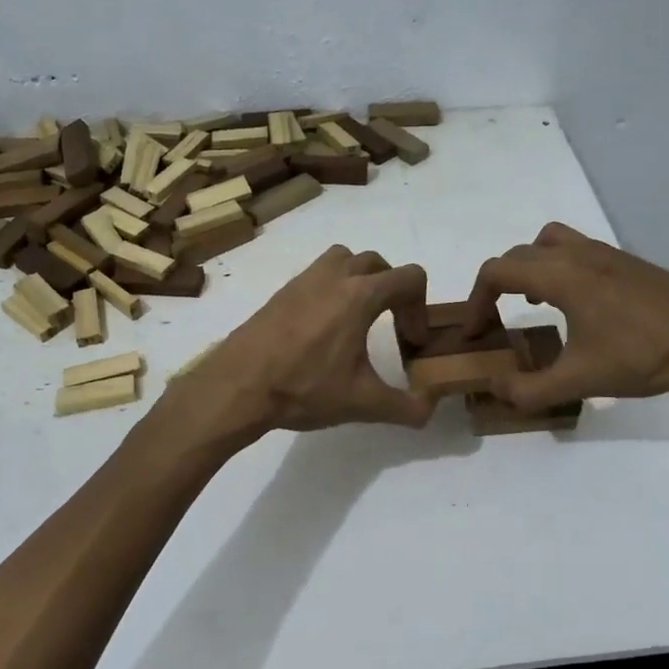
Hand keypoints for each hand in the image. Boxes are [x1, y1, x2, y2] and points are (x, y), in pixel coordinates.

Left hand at [164, 246, 434, 441]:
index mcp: (360, 295)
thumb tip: (430, 409)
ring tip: (359, 317)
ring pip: (345, 259)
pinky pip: (318, 274)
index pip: (409, 278)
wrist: (238, 385)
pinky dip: (332, 289)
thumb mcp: (363, 403)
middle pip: (378, 264)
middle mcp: (334, 277)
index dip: (419, 309)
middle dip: (394, 291)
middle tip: (391, 328)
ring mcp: (304, 280)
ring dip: (361, 279)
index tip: (410, 343)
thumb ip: (406, 407)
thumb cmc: (304, 388)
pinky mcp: (282, 291)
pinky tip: (324, 328)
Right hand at [466, 223, 668, 410]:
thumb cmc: (641, 357)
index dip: (475, 301)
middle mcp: (578, 254)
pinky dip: (558, 267)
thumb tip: (495, 390)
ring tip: (532, 302)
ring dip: (528, 267)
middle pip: (518, 255)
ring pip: (548, 242)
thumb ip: (529, 390)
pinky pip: (576, 249)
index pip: (497, 272)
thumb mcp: (579, 381)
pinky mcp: (626, 262)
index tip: (475, 333)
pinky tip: (575, 304)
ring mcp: (605, 253)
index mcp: (560, 276)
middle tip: (495, 320)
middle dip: (496, 285)